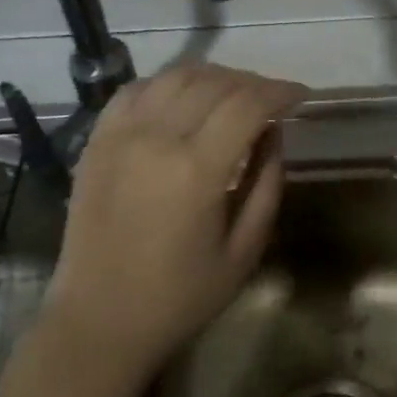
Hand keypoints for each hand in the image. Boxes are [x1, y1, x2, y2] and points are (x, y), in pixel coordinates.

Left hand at [43, 63, 308, 377]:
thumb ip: (267, 183)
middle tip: (270, 100)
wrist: (99, 320)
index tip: (300, 96)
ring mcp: (121, 133)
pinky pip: (137, 89)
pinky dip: (168, 83)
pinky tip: (183, 98)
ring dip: (213, 76)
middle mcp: (157, 137)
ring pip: (176, 76)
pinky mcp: (97, 139)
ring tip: (232, 95)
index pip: (248, 103)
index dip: (280, 91)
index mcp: (197, 170)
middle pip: (215, 82)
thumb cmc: (180, 296)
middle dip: (252, 83)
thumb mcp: (244, 250)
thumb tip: (273, 131)